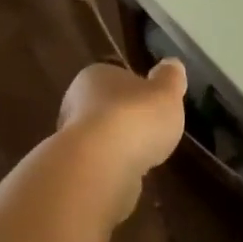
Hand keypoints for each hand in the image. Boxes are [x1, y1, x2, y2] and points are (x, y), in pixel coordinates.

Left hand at [56, 60, 186, 221]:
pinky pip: (99, 165)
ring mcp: (71, 139)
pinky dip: (113, 169)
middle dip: (125, 119)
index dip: (135, 89)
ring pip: (100, 139)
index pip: (115, 77)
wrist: (101, 166)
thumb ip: (170, 78)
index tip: (153, 103)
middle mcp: (75, 104)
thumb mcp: (166, 92)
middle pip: (105, 108)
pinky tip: (130, 176)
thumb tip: (171, 64)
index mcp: (95, 76)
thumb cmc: (136, 117)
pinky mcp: (74, 171)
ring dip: (119, 146)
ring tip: (144, 157)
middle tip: (151, 131)